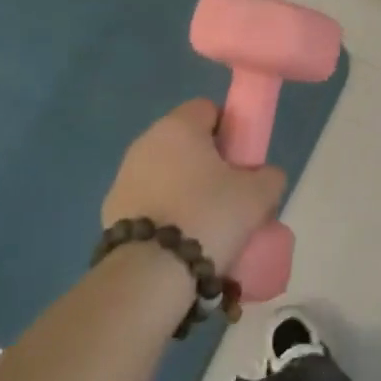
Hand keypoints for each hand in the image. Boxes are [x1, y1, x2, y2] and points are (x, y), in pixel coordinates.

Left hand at [102, 99, 286, 272]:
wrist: (152, 271)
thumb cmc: (210, 216)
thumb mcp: (258, 194)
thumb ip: (269, 176)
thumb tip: (264, 176)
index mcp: (179, 126)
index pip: (208, 109)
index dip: (230, 130)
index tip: (242, 160)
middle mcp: (146, 142)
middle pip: (186, 143)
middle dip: (208, 163)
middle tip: (230, 195)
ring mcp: (124, 176)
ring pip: (166, 173)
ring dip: (185, 189)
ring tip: (207, 224)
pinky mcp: (111, 210)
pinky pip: (149, 202)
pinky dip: (165, 213)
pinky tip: (181, 240)